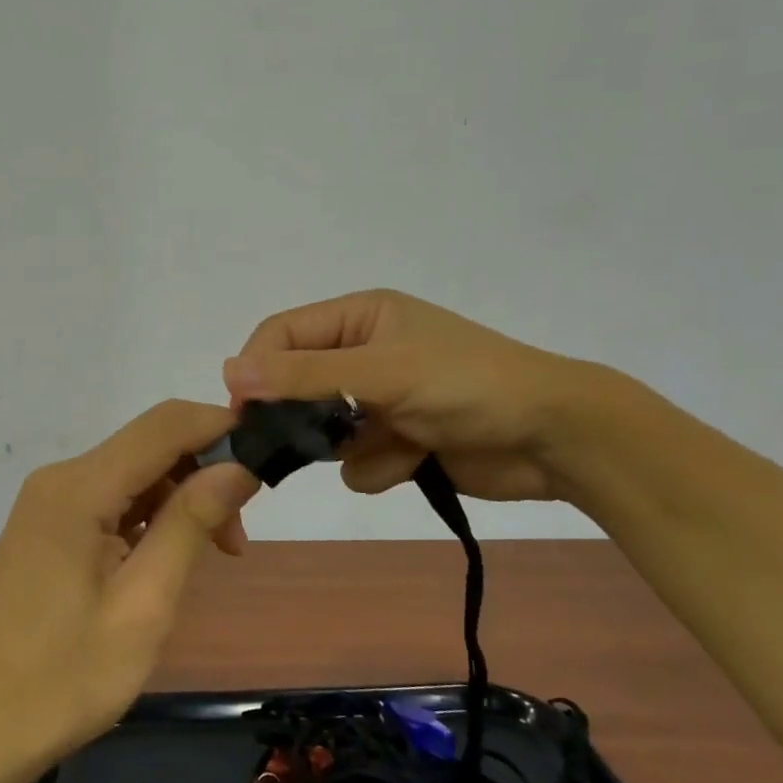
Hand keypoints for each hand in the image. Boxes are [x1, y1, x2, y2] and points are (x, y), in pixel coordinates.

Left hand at [0, 401, 260, 769]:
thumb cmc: (69, 677)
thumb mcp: (145, 603)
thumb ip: (190, 523)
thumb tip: (240, 465)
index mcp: (78, 489)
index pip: (165, 424)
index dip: (221, 427)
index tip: (268, 458)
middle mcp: (60, 477)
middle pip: (151, 444)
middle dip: (205, 472)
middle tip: (236, 539)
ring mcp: (50, 499)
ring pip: (137, 470)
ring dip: (182, 498)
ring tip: (212, 555)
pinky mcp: (50, 521)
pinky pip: (114, 496)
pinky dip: (152, 514)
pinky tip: (167, 557)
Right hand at [223, 289, 596, 502]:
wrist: (554, 438)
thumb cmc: (468, 384)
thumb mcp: (383, 371)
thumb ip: (305, 374)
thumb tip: (229, 370)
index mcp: (361, 317)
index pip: (283, 334)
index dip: (259, 368)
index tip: (243, 412)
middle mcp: (365, 353)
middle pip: (299, 385)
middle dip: (306, 416)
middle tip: (308, 442)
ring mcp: (382, 399)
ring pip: (325, 432)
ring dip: (353, 446)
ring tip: (396, 442)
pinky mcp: (399, 440)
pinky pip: (358, 460)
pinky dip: (382, 465)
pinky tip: (417, 460)